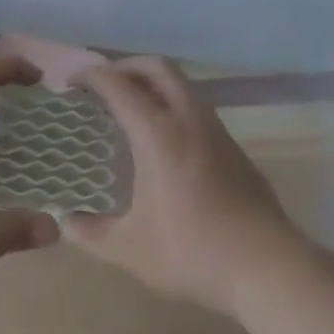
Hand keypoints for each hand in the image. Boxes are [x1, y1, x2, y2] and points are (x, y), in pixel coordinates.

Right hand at [64, 57, 303, 318]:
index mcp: (158, 134)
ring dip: (153, 85)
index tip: (71, 82)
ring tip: (130, 110)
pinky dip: (172, 106)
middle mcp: (188, 119)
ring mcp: (216, 131)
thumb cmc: (192, 252)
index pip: (118, 85)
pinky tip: (163, 142)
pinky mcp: (233, 148)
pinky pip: (196, 108)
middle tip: (103, 86)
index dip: (91, 76)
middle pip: (157, 68)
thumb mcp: (130, 249)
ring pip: (182, 86)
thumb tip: (66, 222)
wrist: (267, 267)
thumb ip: (91, 233)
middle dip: (126, 67)